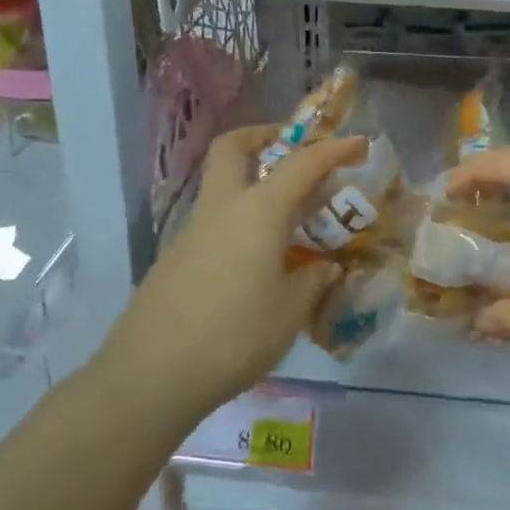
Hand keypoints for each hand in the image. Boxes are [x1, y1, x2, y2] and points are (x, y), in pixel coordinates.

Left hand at [103, 124, 363, 415]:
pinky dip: (239, 221)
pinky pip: (214, 222)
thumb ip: (312, 281)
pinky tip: (256, 260)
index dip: (333, 150)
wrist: (152, 373)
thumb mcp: (289, 311)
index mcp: (258, 211)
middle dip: (262, 136)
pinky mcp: (175, 258)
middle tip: (292, 150)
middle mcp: (222, 208)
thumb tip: (325, 267)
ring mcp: (192, 231)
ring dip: (252, 183)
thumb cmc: (235, 335)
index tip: (358, 143)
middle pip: (233, 148)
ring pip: (221, 185)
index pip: (302, 164)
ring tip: (287, 218)